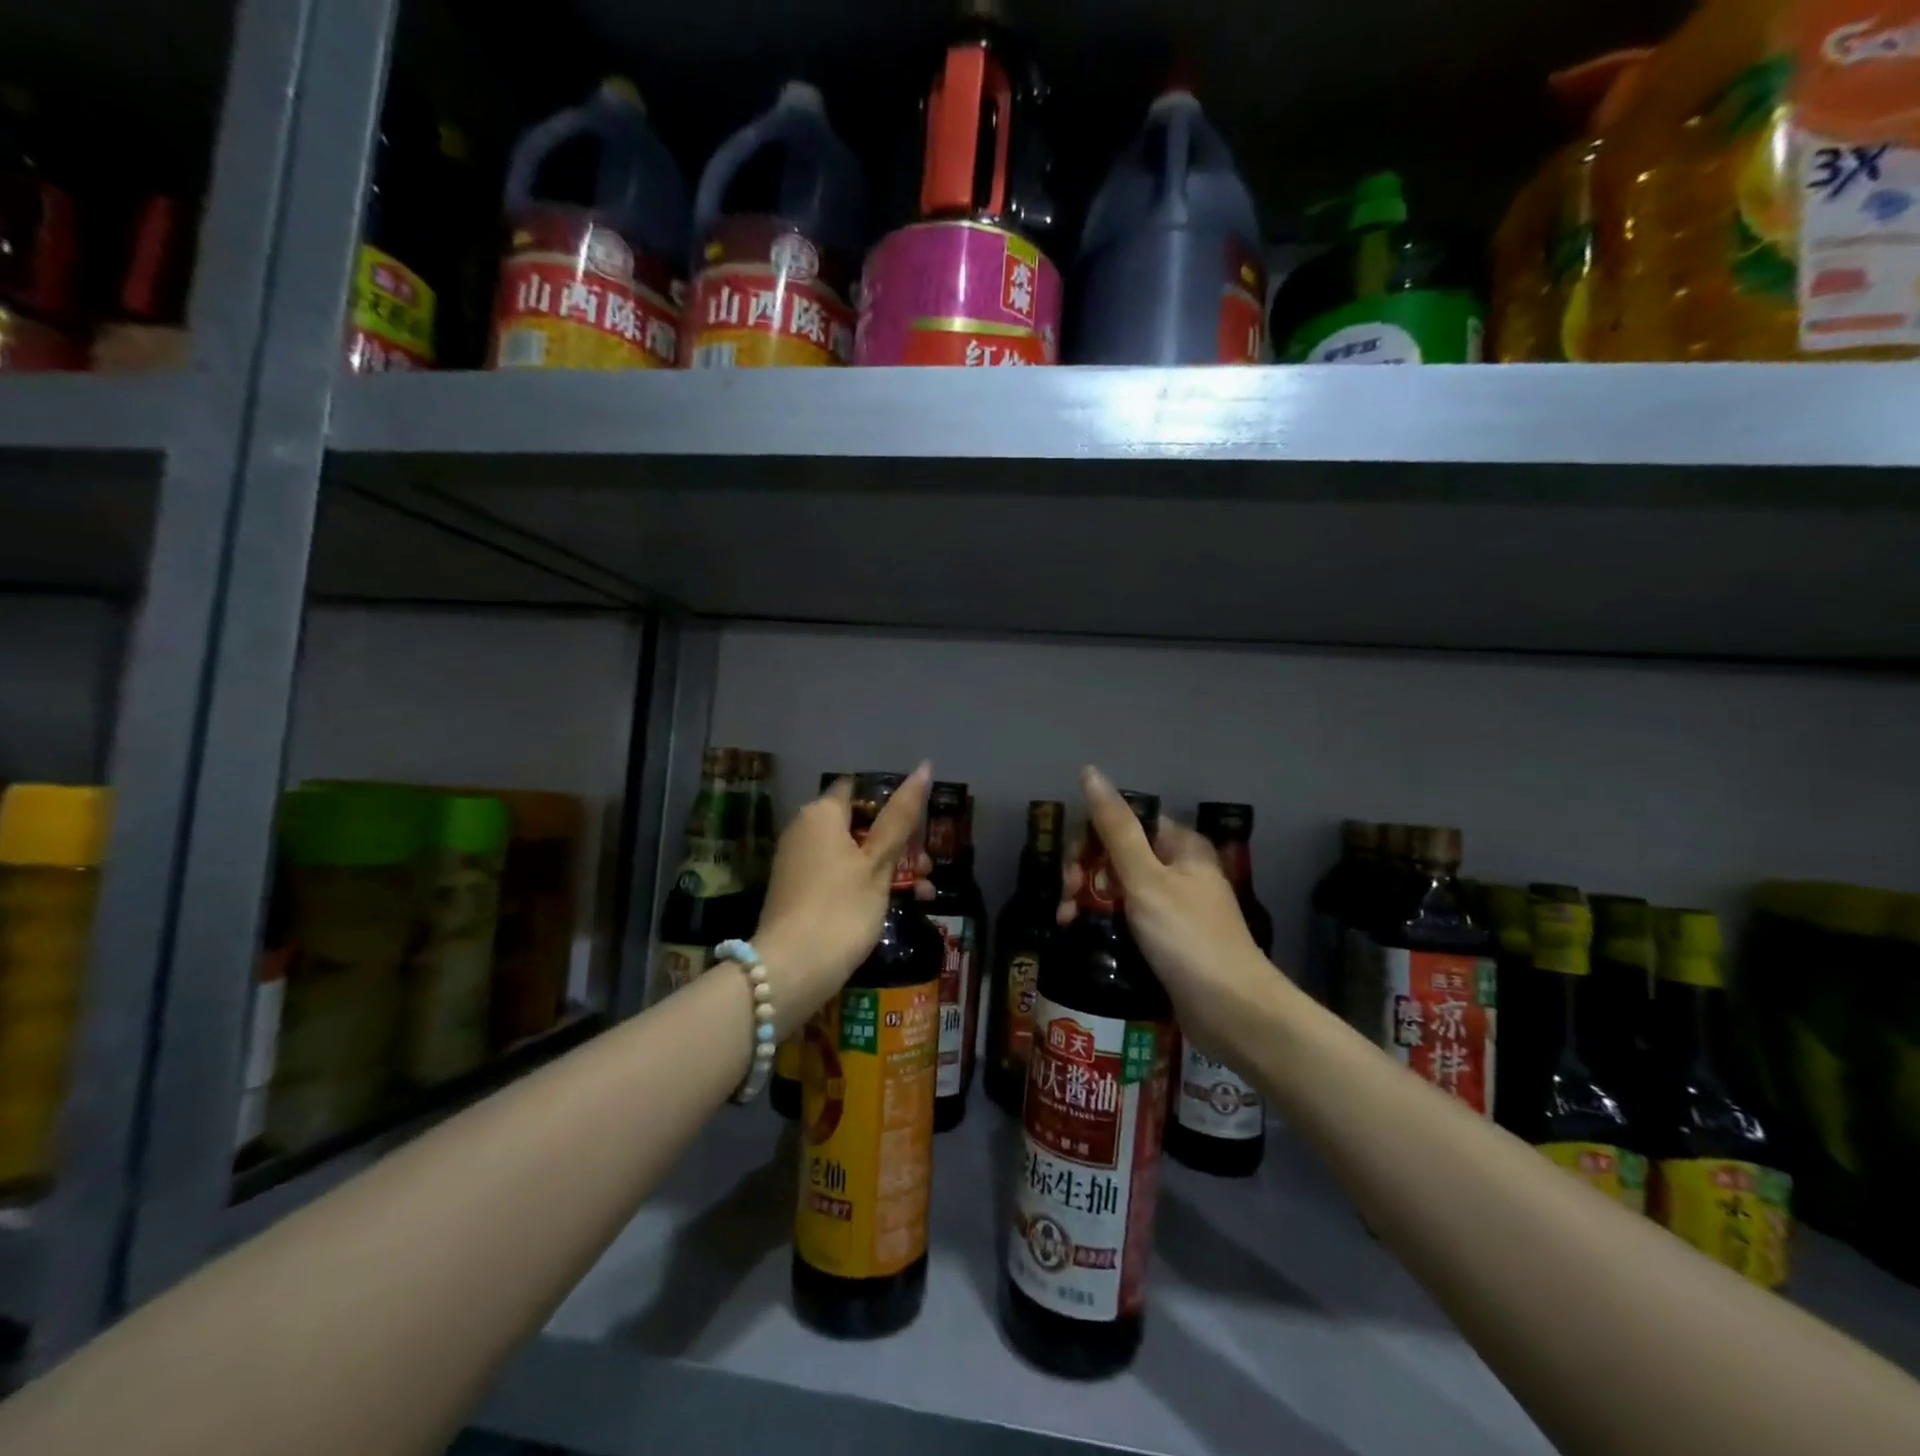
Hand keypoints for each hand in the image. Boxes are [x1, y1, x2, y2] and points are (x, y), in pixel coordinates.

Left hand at [753, 764, 933, 1030]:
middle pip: (859, 824)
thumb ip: (901, 816)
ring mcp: (798, 863)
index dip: (891, 801)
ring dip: (889, 867)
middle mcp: (804, 830)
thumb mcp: (878, 862)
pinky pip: (839, 875)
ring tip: (922, 892)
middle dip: (898, 842)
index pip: (859, 789)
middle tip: (927, 867)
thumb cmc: (841, 908)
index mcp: (821, 813)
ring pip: (853, 853)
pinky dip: (866, 884)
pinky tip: (894, 906)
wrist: (790, 970)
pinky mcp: (798, 892)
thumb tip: (923, 767)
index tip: (920, 825)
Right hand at [1059, 766, 1276, 1057]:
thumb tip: (1090, 772)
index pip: (1125, 822)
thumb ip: (1115, 827)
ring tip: (1067, 922)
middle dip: (1085, 873)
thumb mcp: (1145, 878)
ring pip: (1117, 889)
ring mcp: (1172, 907)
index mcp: (1180, 846)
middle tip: (1069, 900)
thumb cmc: (1188, 937)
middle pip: (1117, 855)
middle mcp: (1177, 870)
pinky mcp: (1166, 941)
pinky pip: (1125, 919)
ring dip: (1087, 900)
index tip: (1073, 868)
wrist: (1232, 1011)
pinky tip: (1082, 936)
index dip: (1091, 838)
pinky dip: (1103, 923)